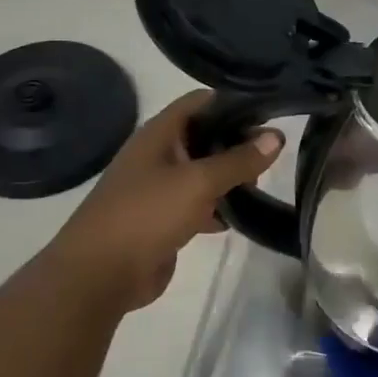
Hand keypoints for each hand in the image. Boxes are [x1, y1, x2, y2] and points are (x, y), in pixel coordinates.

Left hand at [38, 91, 282, 315]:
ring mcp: (159, 188)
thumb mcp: (199, 182)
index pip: (201, 102)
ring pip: (203, 172)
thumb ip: (239, 159)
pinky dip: (218, 208)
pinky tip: (241, 217)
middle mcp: (159, 154)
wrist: (100, 274)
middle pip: (205, 136)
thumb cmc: (147, 214)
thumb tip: (277, 137)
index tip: (269, 113)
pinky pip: (198, 204)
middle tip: (272, 156)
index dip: (234, 102)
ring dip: (230, 177)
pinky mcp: (164, 219)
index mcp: (159, 134)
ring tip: (263, 185)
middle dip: (237, 143)